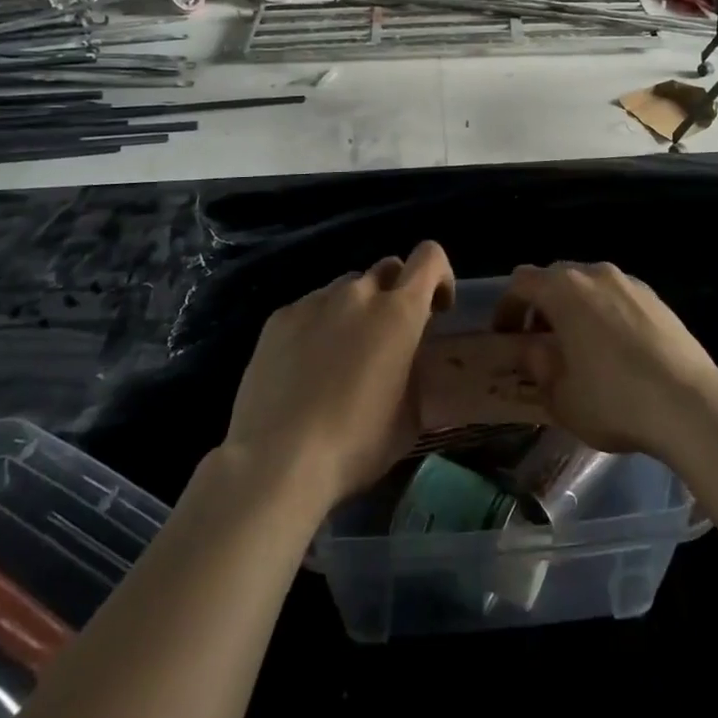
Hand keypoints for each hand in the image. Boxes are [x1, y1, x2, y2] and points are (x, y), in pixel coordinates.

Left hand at [222, 242, 454, 510]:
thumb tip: (412, 360)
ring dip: (355, 310)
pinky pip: (310, 307)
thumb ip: (418, 372)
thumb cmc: (356, 443)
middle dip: (395, 294)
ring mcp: (315, 301)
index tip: (436, 310)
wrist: (278, 461)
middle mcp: (359, 293)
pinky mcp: (280, 317)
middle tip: (388, 337)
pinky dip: (318, 325)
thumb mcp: (411, 416)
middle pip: (387, 269)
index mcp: (399, 311)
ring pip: (347, 288)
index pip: (430, 256)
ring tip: (341, 355)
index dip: (439, 276)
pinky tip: (306, 367)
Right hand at [491, 262, 717, 459]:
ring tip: (579, 347)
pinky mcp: (657, 298)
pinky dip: (606, 314)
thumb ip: (538, 365)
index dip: (507, 308)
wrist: (689, 403)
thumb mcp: (561, 396)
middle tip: (541, 342)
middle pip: (556, 278)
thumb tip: (533, 349)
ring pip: (590, 286)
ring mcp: (630, 282)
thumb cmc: (613, 399)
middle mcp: (595, 274)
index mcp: (564, 289)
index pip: (521, 283)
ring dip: (576, 308)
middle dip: (542, 306)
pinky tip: (616, 350)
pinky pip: (618, 297)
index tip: (506, 337)